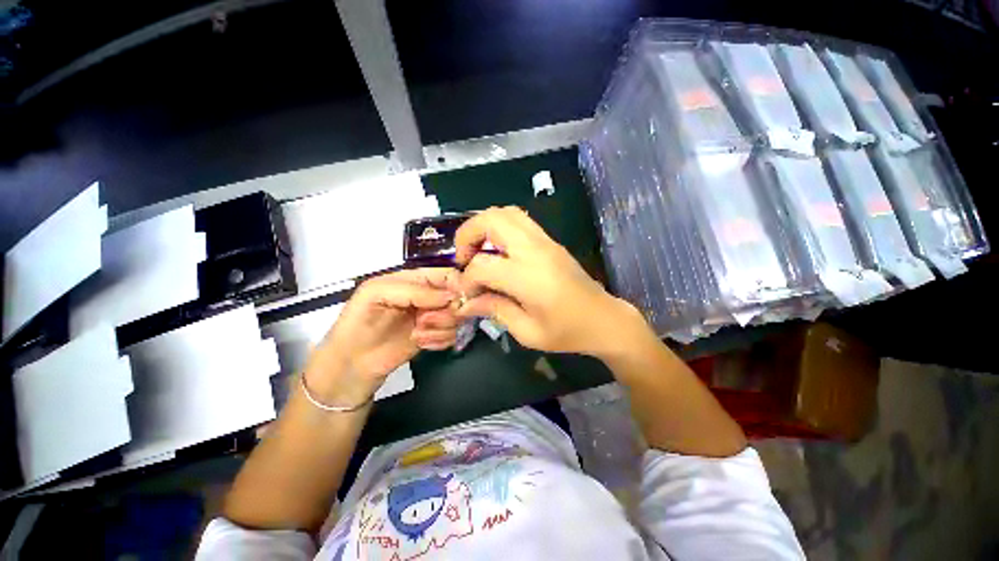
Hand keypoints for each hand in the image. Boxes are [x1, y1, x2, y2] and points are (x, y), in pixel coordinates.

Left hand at [304, 268, 460, 405]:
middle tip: (425, 322)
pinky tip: (422, 343)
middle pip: (458, 297)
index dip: (458, 285)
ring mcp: (433, 317)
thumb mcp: (378, 294)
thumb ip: (415, 290)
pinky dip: (440, 341)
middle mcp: (428, 296)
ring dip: (441, 328)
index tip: (456, 301)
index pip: (449, 274)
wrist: (351, 363)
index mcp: (416, 279)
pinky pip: (452, 335)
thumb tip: (451, 297)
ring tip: (418, 335)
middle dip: (447, 312)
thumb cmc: (359, 322)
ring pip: (457, 318)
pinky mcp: (434, 335)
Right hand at [454, 206, 646, 356]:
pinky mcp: (550, 241)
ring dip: (483, 226)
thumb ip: (494, 310)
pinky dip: (499, 227)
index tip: (467, 294)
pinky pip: (518, 219)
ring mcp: (544, 241)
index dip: (466, 279)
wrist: (603, 319)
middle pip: (491, 220)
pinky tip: (497, 250)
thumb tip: (466, 302)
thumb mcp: (527, 331)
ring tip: (477, 250)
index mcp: (527, 277)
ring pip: (505, 213)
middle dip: (467, 235)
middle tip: (463, 258)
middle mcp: (534, 250)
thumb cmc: (567, 331)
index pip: (482, 265)